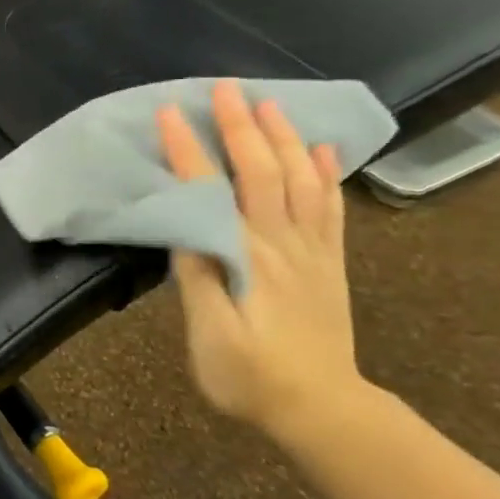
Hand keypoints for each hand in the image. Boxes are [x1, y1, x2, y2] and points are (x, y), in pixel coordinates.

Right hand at [156, 80, 365, 435]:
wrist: (323, 411)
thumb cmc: (251, 377)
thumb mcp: (210, 336)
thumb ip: (198, 278)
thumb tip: (185, 227)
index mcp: (247, 258)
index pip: (212, 191)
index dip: (188, 150)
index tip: (169, 113)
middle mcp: (283, 243)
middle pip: (263, 172)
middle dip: (241, 126)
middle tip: (224, 87)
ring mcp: (312, 251)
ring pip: (302, 180)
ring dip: (284, 137)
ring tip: (268, 103)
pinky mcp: (328, 262)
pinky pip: (330, 208)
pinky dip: (326, 174)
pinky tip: (321, 150)